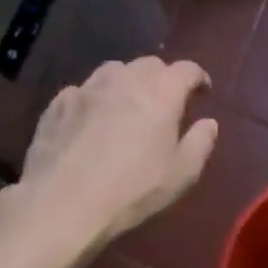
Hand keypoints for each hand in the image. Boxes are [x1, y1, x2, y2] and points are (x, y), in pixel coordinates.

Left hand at [18, 57, 217, 245]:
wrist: (63, 204)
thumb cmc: (132, 190)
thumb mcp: (181, 174)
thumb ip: (200, 143)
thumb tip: (209, 123)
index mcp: (161, 92)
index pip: (187, 69)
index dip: (198, 78)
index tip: (202, 92)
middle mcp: (124, 79)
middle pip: (150, 64)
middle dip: (163, 78)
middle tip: (165, 102)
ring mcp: (87, 89)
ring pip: (113, 71)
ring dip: (127, 82)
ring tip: (127, 105)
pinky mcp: (57, 104)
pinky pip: (83, 91)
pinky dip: (94, 99)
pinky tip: (91, 121)